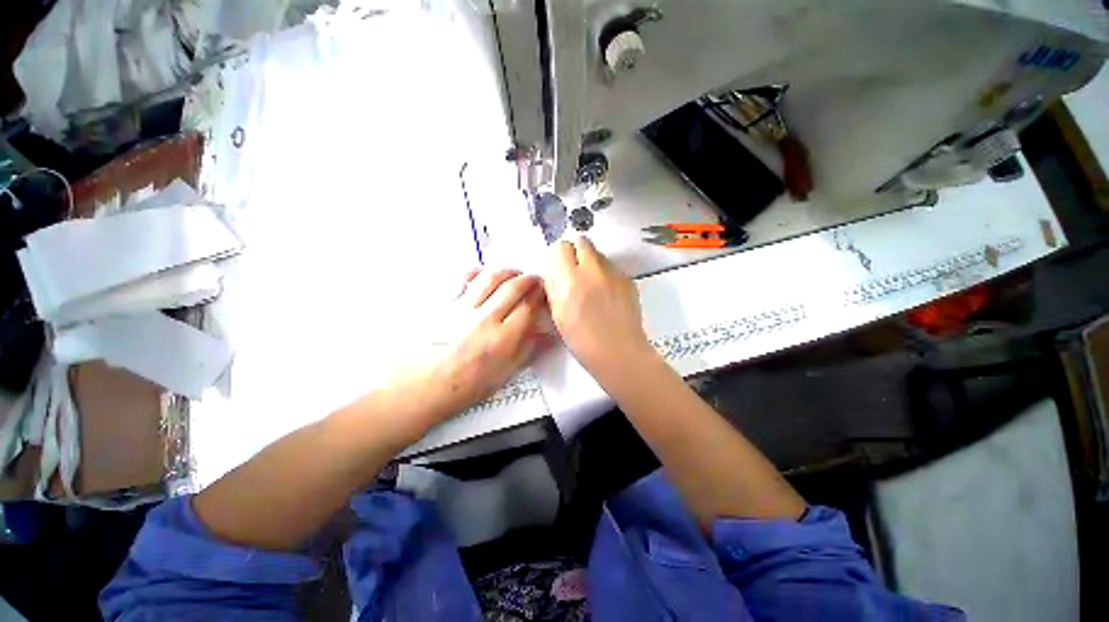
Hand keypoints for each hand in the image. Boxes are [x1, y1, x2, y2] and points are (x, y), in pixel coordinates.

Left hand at [384, 268, 547, 432]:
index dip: (541, 296)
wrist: (424, 387)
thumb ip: (528, 351)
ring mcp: (463, 308)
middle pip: (513, 287)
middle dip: (529, 279)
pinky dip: (476, 272)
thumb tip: (549, 335)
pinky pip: (462, 279)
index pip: (529, 307)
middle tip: (535, 280)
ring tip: (514, 274)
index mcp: (503, 339)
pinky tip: (484, 273)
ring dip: (507, 272)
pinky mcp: (445, 304)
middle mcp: (485, 319)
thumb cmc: (468, 385)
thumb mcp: (505, 375)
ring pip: (491, 278)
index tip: (545, 294)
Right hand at [544, 237, 653, 378]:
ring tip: (592, 286)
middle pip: (582, 241)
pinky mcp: (628, 279)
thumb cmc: (582, 340)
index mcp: (570, 280)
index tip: (560, 267)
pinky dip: (605, 274)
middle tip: (574, 270)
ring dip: (592, 262)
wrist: (618, 352)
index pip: (562, 247)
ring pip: (599, 254)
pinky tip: (606, 295)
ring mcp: (614, 273)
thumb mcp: (557, 314)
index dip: (559, 256)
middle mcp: (593, 270)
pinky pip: (612, 268)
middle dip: (576, 251)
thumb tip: (555, 272)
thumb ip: (554, 287)